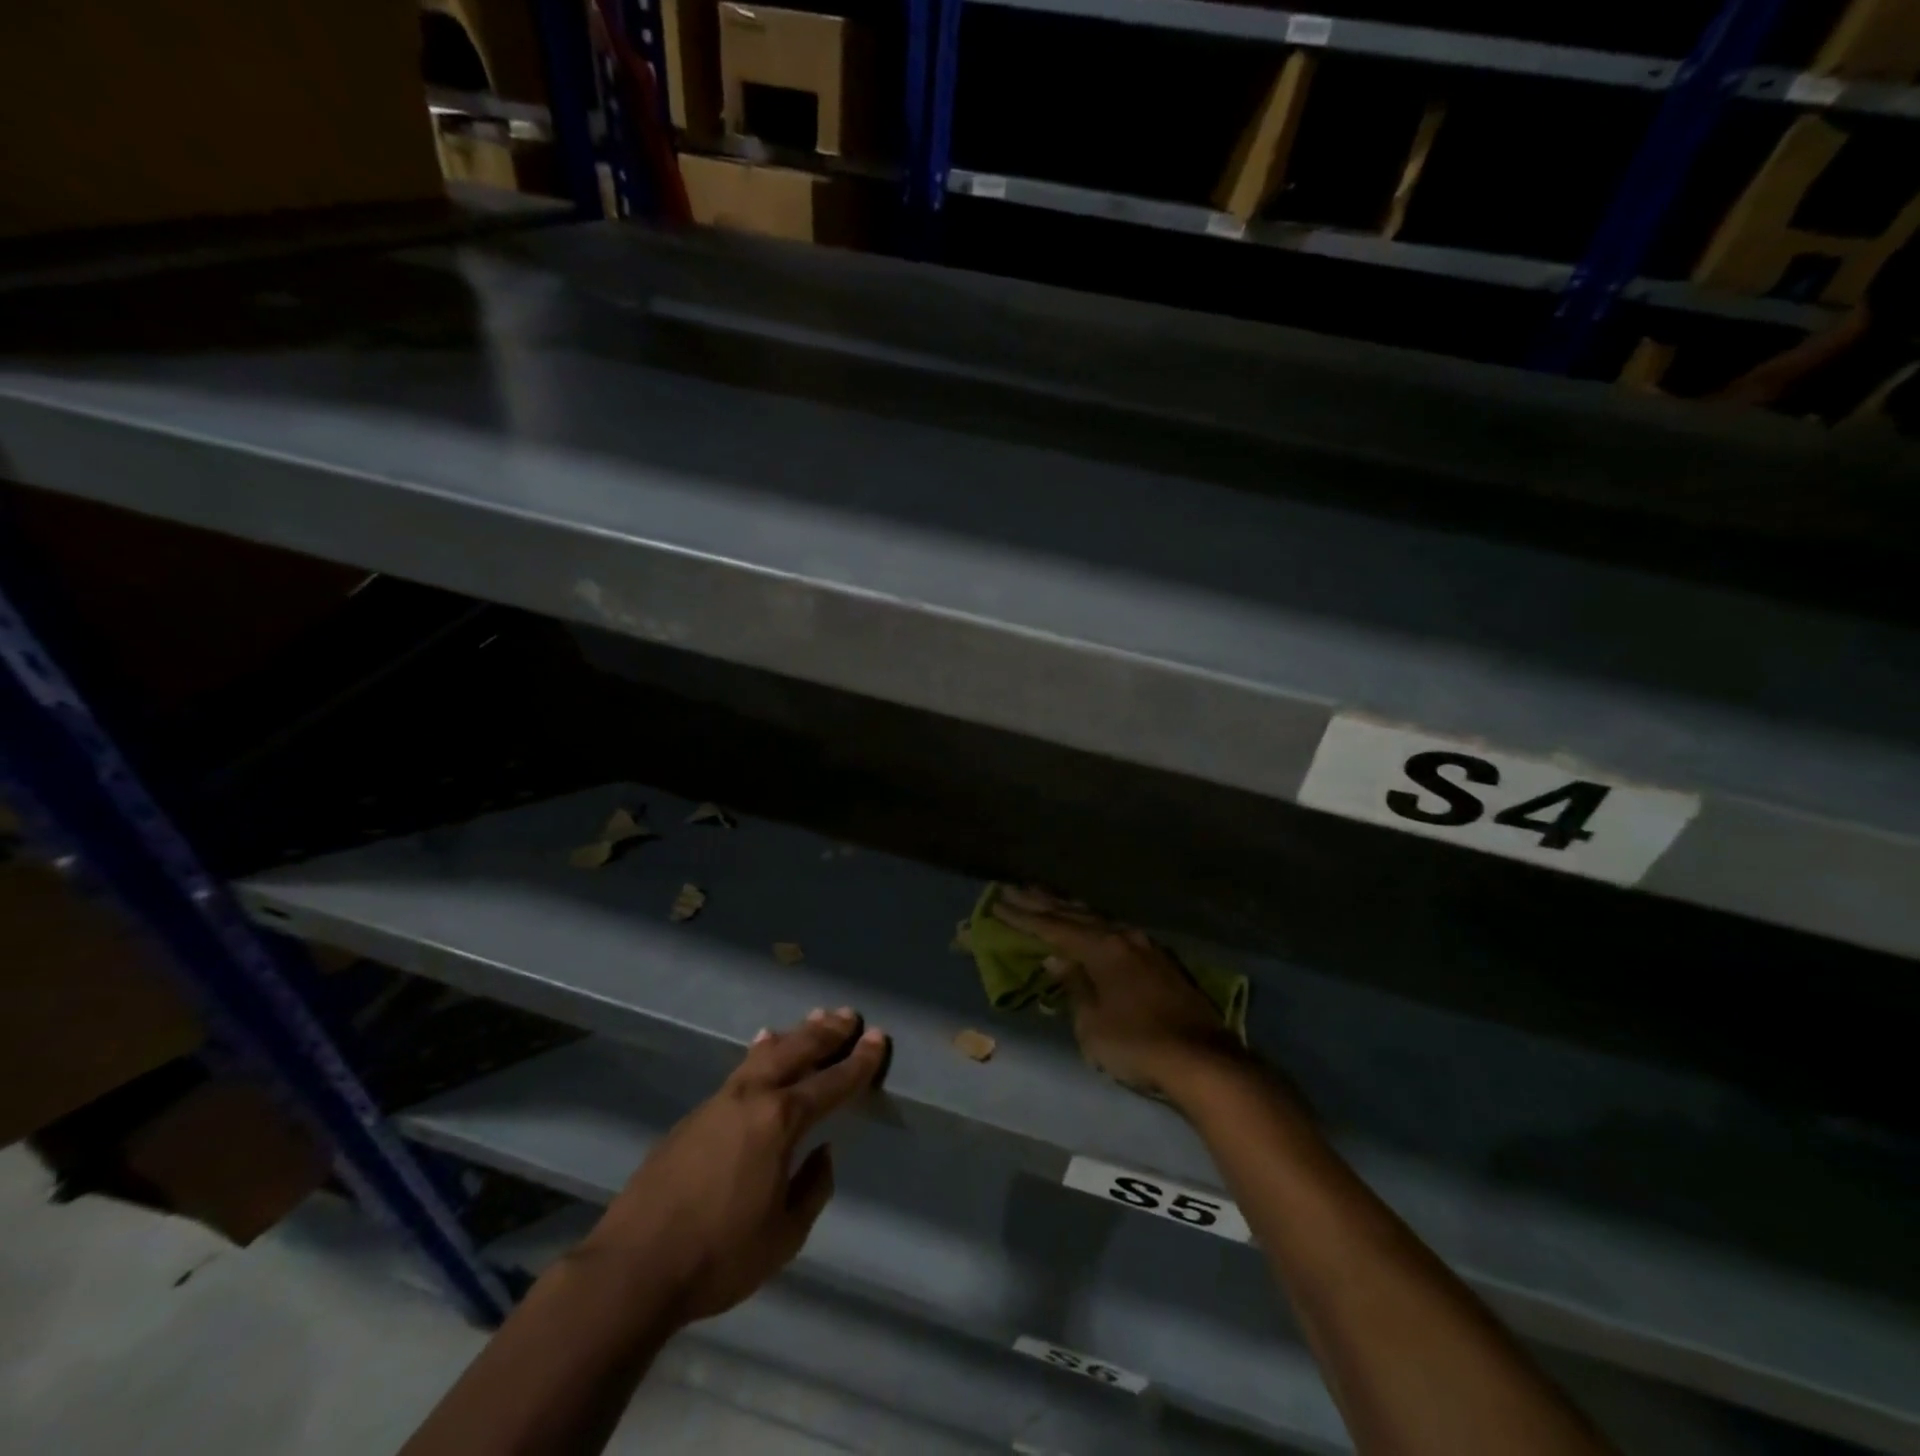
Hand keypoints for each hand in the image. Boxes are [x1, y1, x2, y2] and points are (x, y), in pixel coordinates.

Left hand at [577, 1008, 888, 1325]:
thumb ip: (812, 1188)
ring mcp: (719, 1101)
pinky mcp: (695, 1115)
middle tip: (848, 1016)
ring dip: (794, 1034)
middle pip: (797, 1051)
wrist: (633, 1267)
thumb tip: (822, 1153)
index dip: (859, 1061)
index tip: (878, 1037)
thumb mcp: (784, 1235)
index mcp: (780, 1121)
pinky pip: (740, 1070)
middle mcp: (752, 1097)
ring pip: (765, 1053)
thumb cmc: (719, 1256)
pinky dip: (761, 1052)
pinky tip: (762, 1046)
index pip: (831, 1082)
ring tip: (814, 1018)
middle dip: (826, 1033)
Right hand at [991, 887, 1244, 1098]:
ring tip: (1047, 899)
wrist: (1203, 1060)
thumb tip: (1056, 959)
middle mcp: (1122, 937)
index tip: (997, 903)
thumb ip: (1073, 985)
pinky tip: (1090, 925)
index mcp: (1101, 948)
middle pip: (1074, 915)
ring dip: (1069, 910)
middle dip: (1042, 903)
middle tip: (1014, 890)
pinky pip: (1115, 932)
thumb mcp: (1092, 1023)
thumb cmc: (1137, 1044)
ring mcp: (1144, 946)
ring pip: (1098, 919)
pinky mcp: (1160, 961)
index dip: (1023, 917)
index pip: (1053, 928)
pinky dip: (1093, 925)